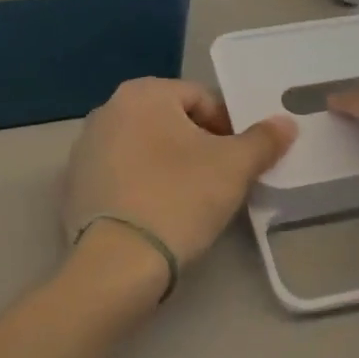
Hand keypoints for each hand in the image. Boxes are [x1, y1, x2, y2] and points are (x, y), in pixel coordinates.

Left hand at [63, 78, 296, 272]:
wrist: (116, 265)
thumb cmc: (179, 199)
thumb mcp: (234, 167)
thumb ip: (263, 139)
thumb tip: (285, 123)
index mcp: (143, 92)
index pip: (201, 99)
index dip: (228, 127)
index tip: (239, 161)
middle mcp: (107, 109)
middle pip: (171, 120)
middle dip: (198, 145)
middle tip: (219, 181)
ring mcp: (85, 148)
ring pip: (145, 147)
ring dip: (169, 164)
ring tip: (188, 200)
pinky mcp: (73, 185)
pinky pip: (120, 174)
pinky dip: (141, 185)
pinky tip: (156, 214)